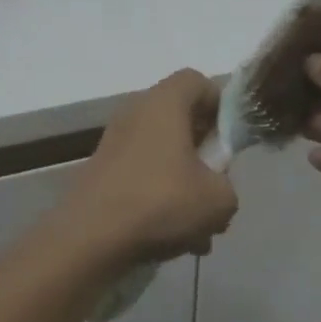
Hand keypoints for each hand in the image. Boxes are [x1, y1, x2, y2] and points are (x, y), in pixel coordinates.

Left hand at [59, 70, 239, 264]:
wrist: (89, 239)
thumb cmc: (160, 203)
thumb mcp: (218, 199)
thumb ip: (227, 185)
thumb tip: (214, 187)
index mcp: (163, 103)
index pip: (198, 81)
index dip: (221, 105)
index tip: (230, 141)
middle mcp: (135, 112)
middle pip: (180, 120)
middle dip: (204, 154)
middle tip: (217, 186)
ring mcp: (114, 142)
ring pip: (163, 155)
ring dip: (185, 185)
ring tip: (200, 231)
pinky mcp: (101, 172)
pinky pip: (143, 176)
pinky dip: (160, 200)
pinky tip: (174, 240)